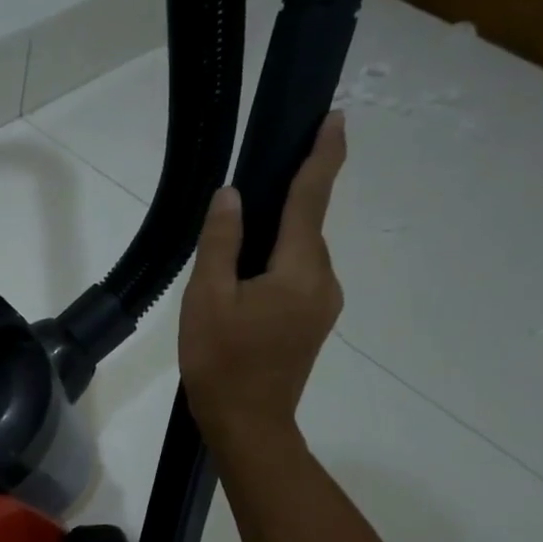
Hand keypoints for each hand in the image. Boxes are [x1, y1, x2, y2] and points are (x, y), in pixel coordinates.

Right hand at [179, 112, 347, 452]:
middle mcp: (323, 280)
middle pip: (304, 229)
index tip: (335, 116)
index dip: (322, 155)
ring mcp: (323, 305)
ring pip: (299, 256)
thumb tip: (231, 197)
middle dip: (284, 205)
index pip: (312, 199)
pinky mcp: (313, 324)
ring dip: (274, 243)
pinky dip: (276, 267)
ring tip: (231, 254)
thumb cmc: (222, 361)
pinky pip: (297, 279)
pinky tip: (244, 284)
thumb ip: (220, 244)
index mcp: (299, 269)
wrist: (248, 424)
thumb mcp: (207, 299)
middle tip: (244, 199)